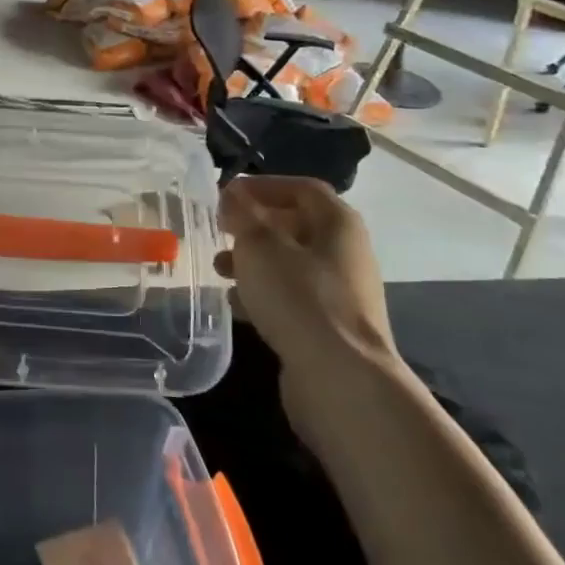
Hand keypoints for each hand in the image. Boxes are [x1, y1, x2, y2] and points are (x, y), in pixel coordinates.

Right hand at [215, 176, 395, 442]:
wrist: (340, 379)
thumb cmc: (299, 297)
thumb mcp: (260, 246)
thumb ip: (243, 214)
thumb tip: (234, 194)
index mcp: (338, 223)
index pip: (301, 188)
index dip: (263, 185)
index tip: (227, 194)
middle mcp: (346, 253)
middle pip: (296, 225)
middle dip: (254, 226)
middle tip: (221, 230)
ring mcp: (341, 293)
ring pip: (290, 264)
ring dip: (254, 261)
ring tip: (218, 269)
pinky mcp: (330, 328)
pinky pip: (292, 298)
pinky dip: (263, 294)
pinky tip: (235, 305)